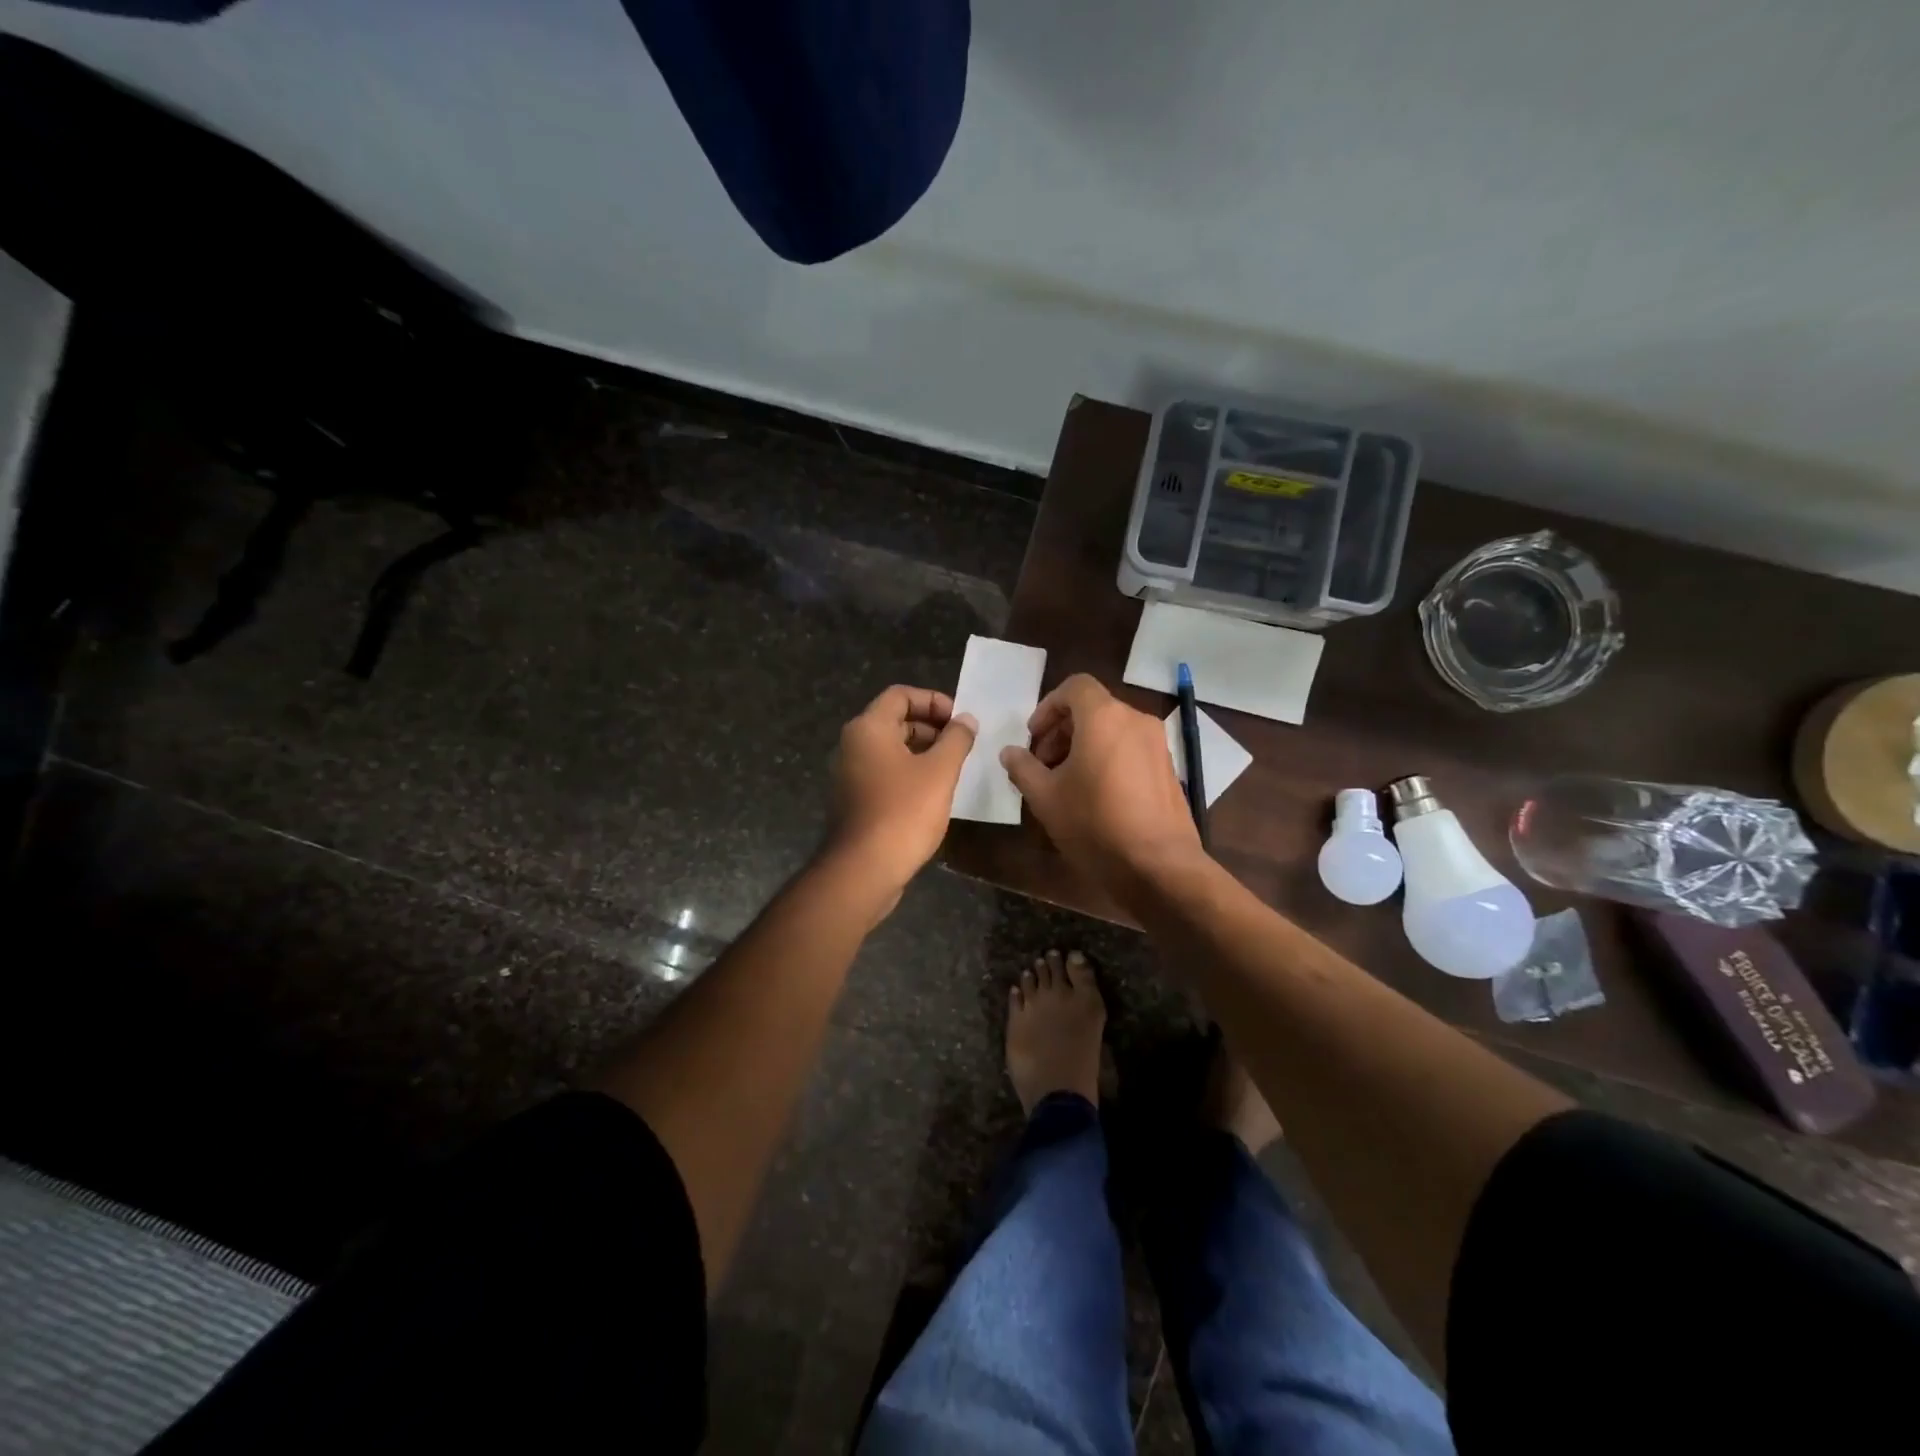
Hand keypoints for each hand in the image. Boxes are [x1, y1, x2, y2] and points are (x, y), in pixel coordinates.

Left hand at [827, 684, 976, 900]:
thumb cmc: (904, 812)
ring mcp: (850, 774)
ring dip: (923, 752)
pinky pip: (884, 773)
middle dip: (931, 727)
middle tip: (962, 745)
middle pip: (895, 720)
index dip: (934, 701)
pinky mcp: (854, 800)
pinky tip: (933, 793)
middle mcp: (853, 745)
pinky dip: (909, 773)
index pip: (901, 695)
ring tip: (953, 769)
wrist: (863, 869)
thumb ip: (956, 739)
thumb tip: (966, 719)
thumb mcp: (940, 772)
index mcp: (868, 728)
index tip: (960, 721)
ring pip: (891, 749)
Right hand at [1000, 673, 1204, 907]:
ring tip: (1065, 783)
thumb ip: (1023, 768)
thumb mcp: (1045, 797)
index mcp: (1104, 717)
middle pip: (1092, 708)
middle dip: (1062, 730)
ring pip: (1112, 729)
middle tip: (1042, 764)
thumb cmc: (1095, 824)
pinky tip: (1094, 795)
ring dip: (1083, 745)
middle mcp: (1135, 720)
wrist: (1159, 866)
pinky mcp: (1168, 768)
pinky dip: (1107, 757)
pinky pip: (1130, 748)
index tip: (1034, 737)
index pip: (1074, 687)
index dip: (1048, 707)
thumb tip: (1010, 752)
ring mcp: (1157, 744)